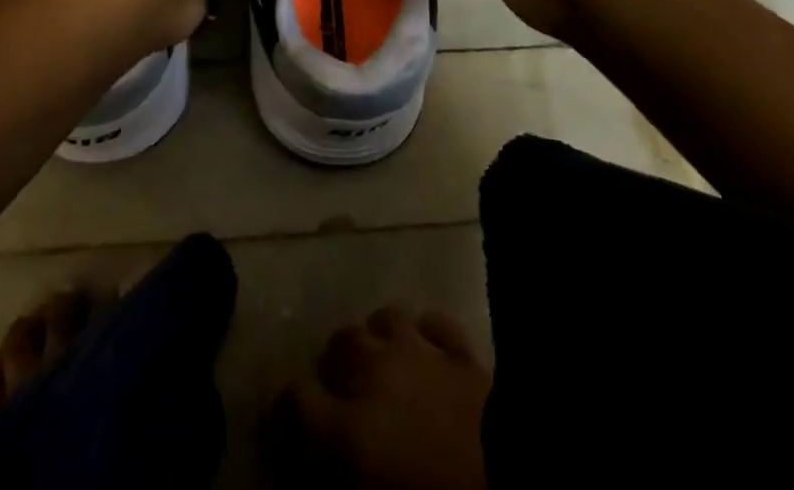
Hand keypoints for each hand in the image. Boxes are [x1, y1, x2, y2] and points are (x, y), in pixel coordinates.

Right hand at [264, 305, 489, 489]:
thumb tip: (317, 466)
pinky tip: (428, 349)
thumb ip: (339, 473)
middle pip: (340, 343)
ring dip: (380, 340)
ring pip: (385, 319)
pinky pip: (436, 324)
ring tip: (384, 363)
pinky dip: (428, 334)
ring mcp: (421, 353)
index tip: (284, 429)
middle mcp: (376, 375)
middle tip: (342, 393)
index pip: (295, 400)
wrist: (509, 487)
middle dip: (336, 365)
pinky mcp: (463, 354)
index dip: (284, 413)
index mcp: (349, 427)